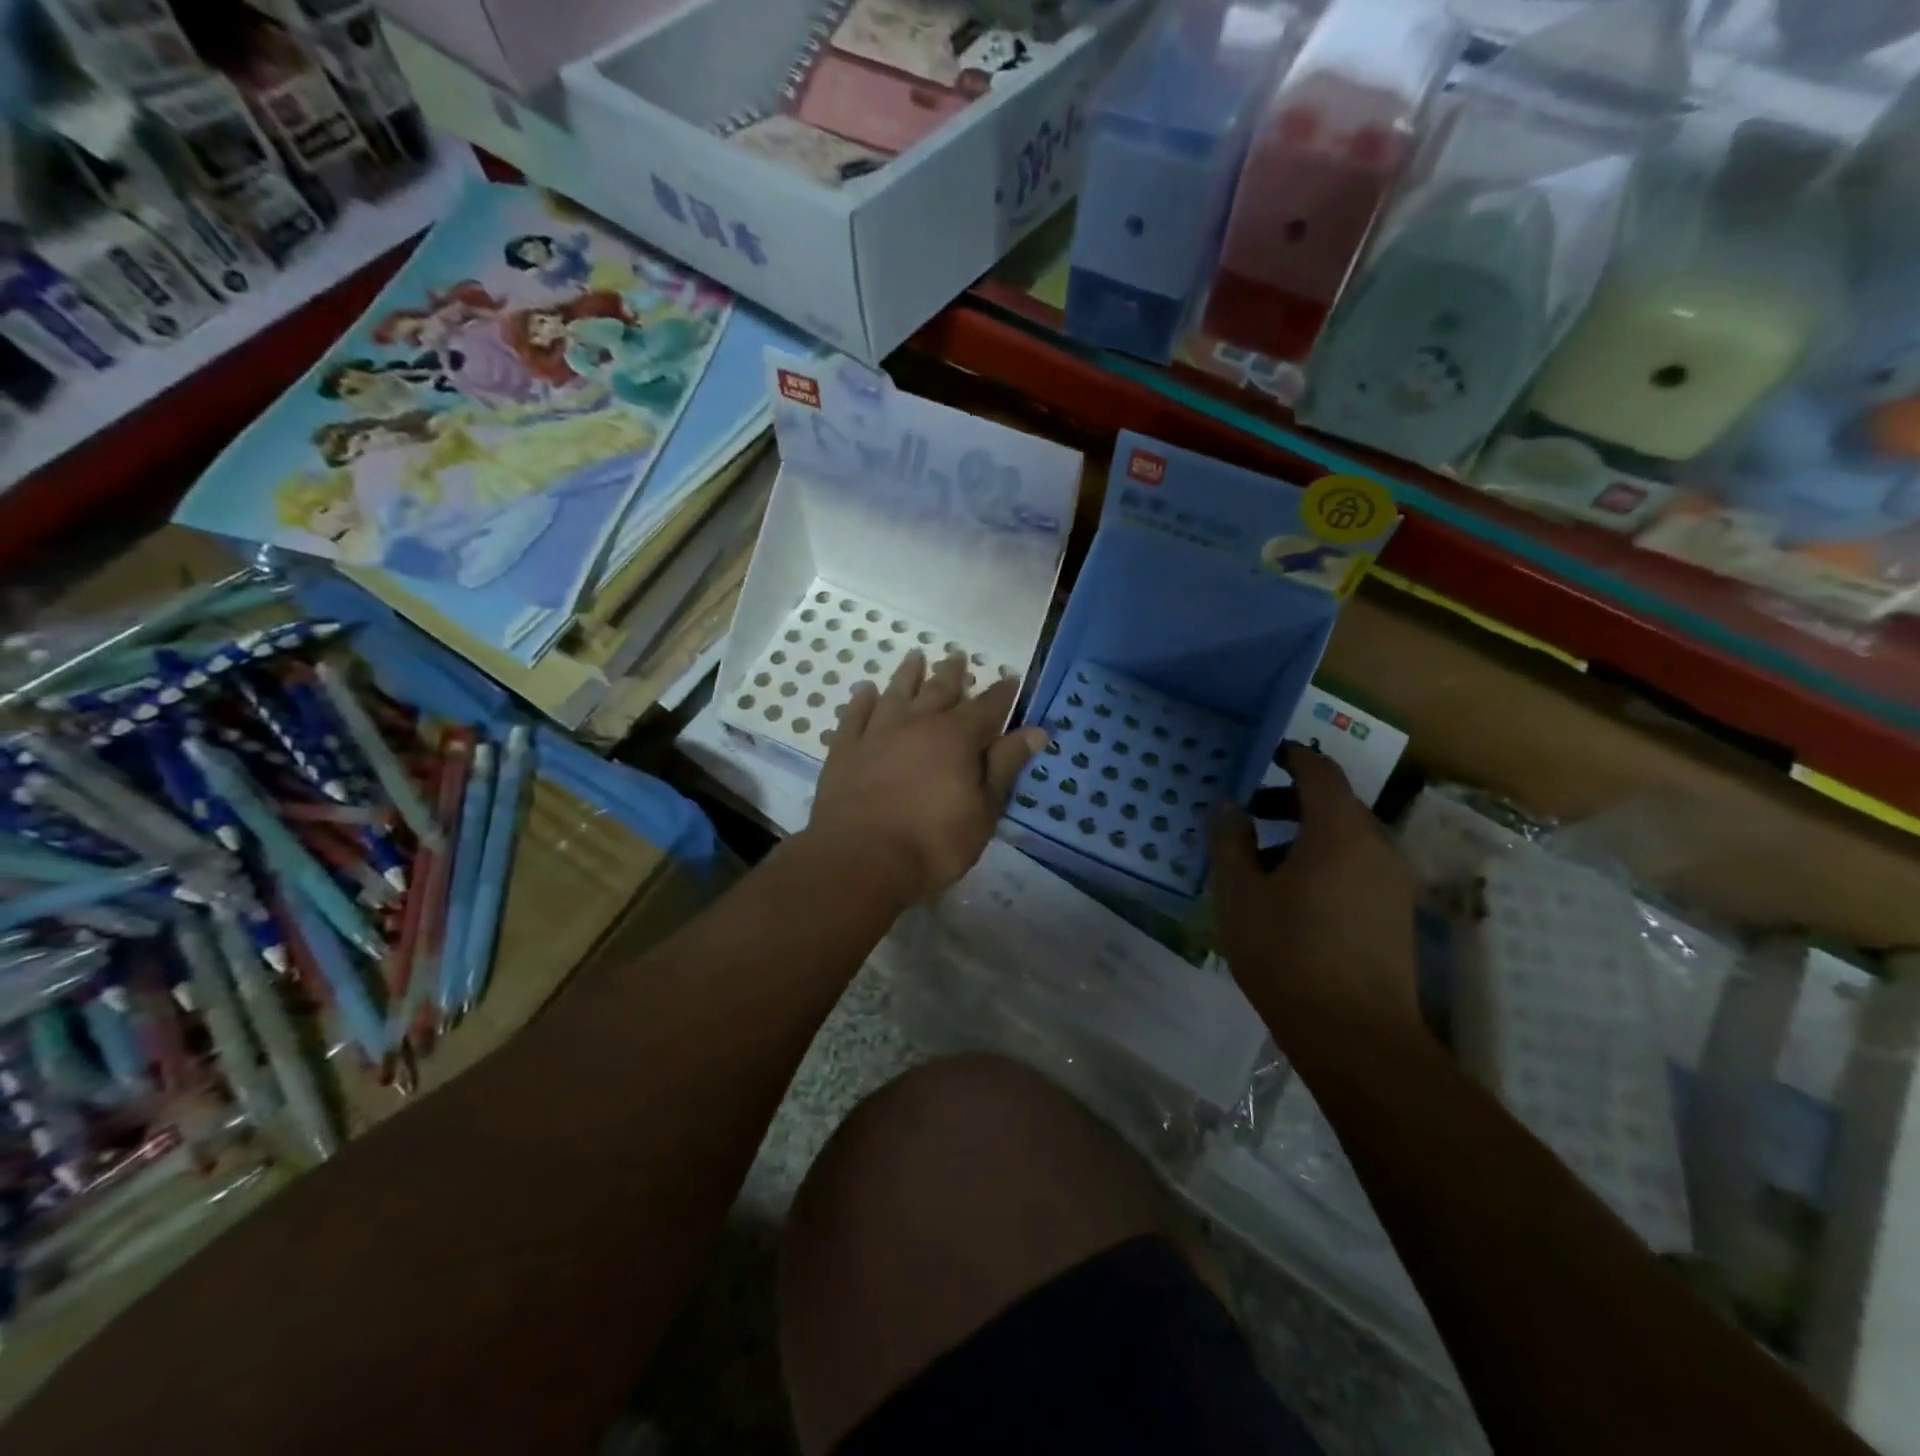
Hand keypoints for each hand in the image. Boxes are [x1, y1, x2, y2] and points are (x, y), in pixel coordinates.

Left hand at [806, 651, 1047, 905]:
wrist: (861, 857)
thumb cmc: (934, 841)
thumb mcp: (984, 810)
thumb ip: (1006, 766)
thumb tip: (1036, 730)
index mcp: (957, 737)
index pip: (988, 706)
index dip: (1002, 692)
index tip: (1010, 678)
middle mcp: (918, 723)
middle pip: (939, 690)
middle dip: (952, 673)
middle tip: (958, 656)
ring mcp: (877, 733)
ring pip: (896, 693)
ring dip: (907, 675)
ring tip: (915, 657)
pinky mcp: (845, 749)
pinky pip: (855, 715)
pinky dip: (862, 700)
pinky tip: (865, 691)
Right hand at [1211, 744, 1421, 1045]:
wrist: (1356, 1035)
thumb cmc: (1288, 954)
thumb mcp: (1239, 895)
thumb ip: (1230, 842)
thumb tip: (1230, 807)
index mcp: (1339, 832)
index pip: (1320, 772)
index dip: (1293, 757)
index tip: (1266, 754)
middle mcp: (1376, 847)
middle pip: (1335, 805)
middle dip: (1291, 801)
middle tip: (1250, 813)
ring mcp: (1392, 883)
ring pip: (1346, 839)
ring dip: (1305, 835)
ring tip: (1262, 863)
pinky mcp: (1396, 914)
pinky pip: (1357, 867)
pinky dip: (1324, 862)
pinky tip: (1292, 898)